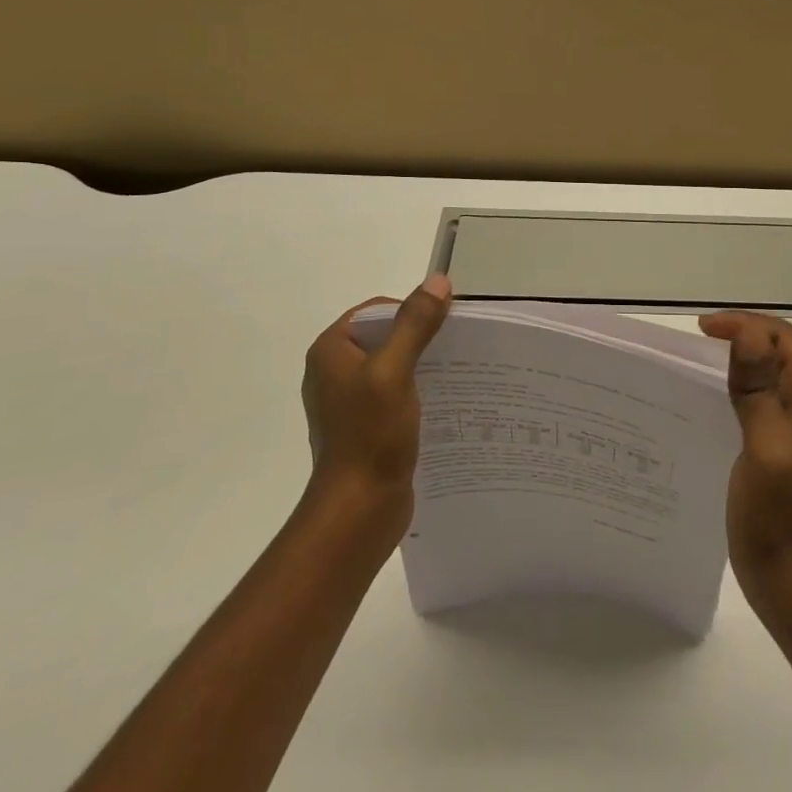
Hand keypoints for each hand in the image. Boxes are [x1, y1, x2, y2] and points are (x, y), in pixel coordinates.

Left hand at [301, 276, 451, 531]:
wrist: (358, 511)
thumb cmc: (370, 435)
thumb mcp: (394, 371)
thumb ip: (414, 324)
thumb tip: (438, 281)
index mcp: (331, 351)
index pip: (377, 310)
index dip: (411, 311)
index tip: (446, 325)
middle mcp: (334, 371)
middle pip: (386, 336)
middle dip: (422, 338)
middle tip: (459, 348)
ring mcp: (348, 402)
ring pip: (393, 366)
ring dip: (423, 366)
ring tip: (459, 373)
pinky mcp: (364, 427)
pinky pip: (395, 394)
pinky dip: (418, 392)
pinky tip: (444, 402)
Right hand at [699, 312, 791, 599]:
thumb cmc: (781, 510)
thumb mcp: (767, 442)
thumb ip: (757, 385)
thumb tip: (747, 331)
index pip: (786, 339)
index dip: (745, 326)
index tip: (702, 329)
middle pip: (784, 349)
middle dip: (744, 336)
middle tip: (699, 339)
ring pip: (775, 371)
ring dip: (742, 359)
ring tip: (703, 359)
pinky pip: (769, 394)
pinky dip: (743, 384)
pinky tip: (716, 391)